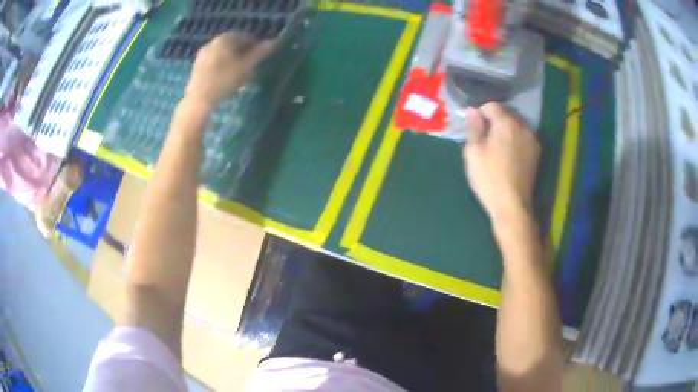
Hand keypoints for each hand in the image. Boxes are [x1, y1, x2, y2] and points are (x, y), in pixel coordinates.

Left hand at [185, 32, 273, 107]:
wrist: (199, 99)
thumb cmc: (225, 80)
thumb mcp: (247, 67)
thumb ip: (259, 53)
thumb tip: (272, 43)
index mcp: (225, 38)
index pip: (244, 36)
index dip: (255, 44)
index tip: (261, 54)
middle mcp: (213, 42)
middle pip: (231, 43)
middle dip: (242, 50)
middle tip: (250, 62)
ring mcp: (202, 54)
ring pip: (221, 52)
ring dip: (231, 57)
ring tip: (238, 70)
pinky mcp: (196, 66)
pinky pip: (213, 61)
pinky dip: (221, 64)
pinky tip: (225, 76)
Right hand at [462, 102, 540, 222]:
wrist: (512, 205)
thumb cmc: (489, 177)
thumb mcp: (473, 151)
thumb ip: (474, 127)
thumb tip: (473, 111)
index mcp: (506, 123)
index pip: (491, 105)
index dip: (479, 112)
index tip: (473, 126)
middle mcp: (523, 126)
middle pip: (505, 114)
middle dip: (493, 121)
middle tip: (483, 137)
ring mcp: (532, 140)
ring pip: (515, 126)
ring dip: (505, 131)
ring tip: (496, 147)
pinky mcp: (536, 153)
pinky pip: (522, 138)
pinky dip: (514, 140)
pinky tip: (508, 156)